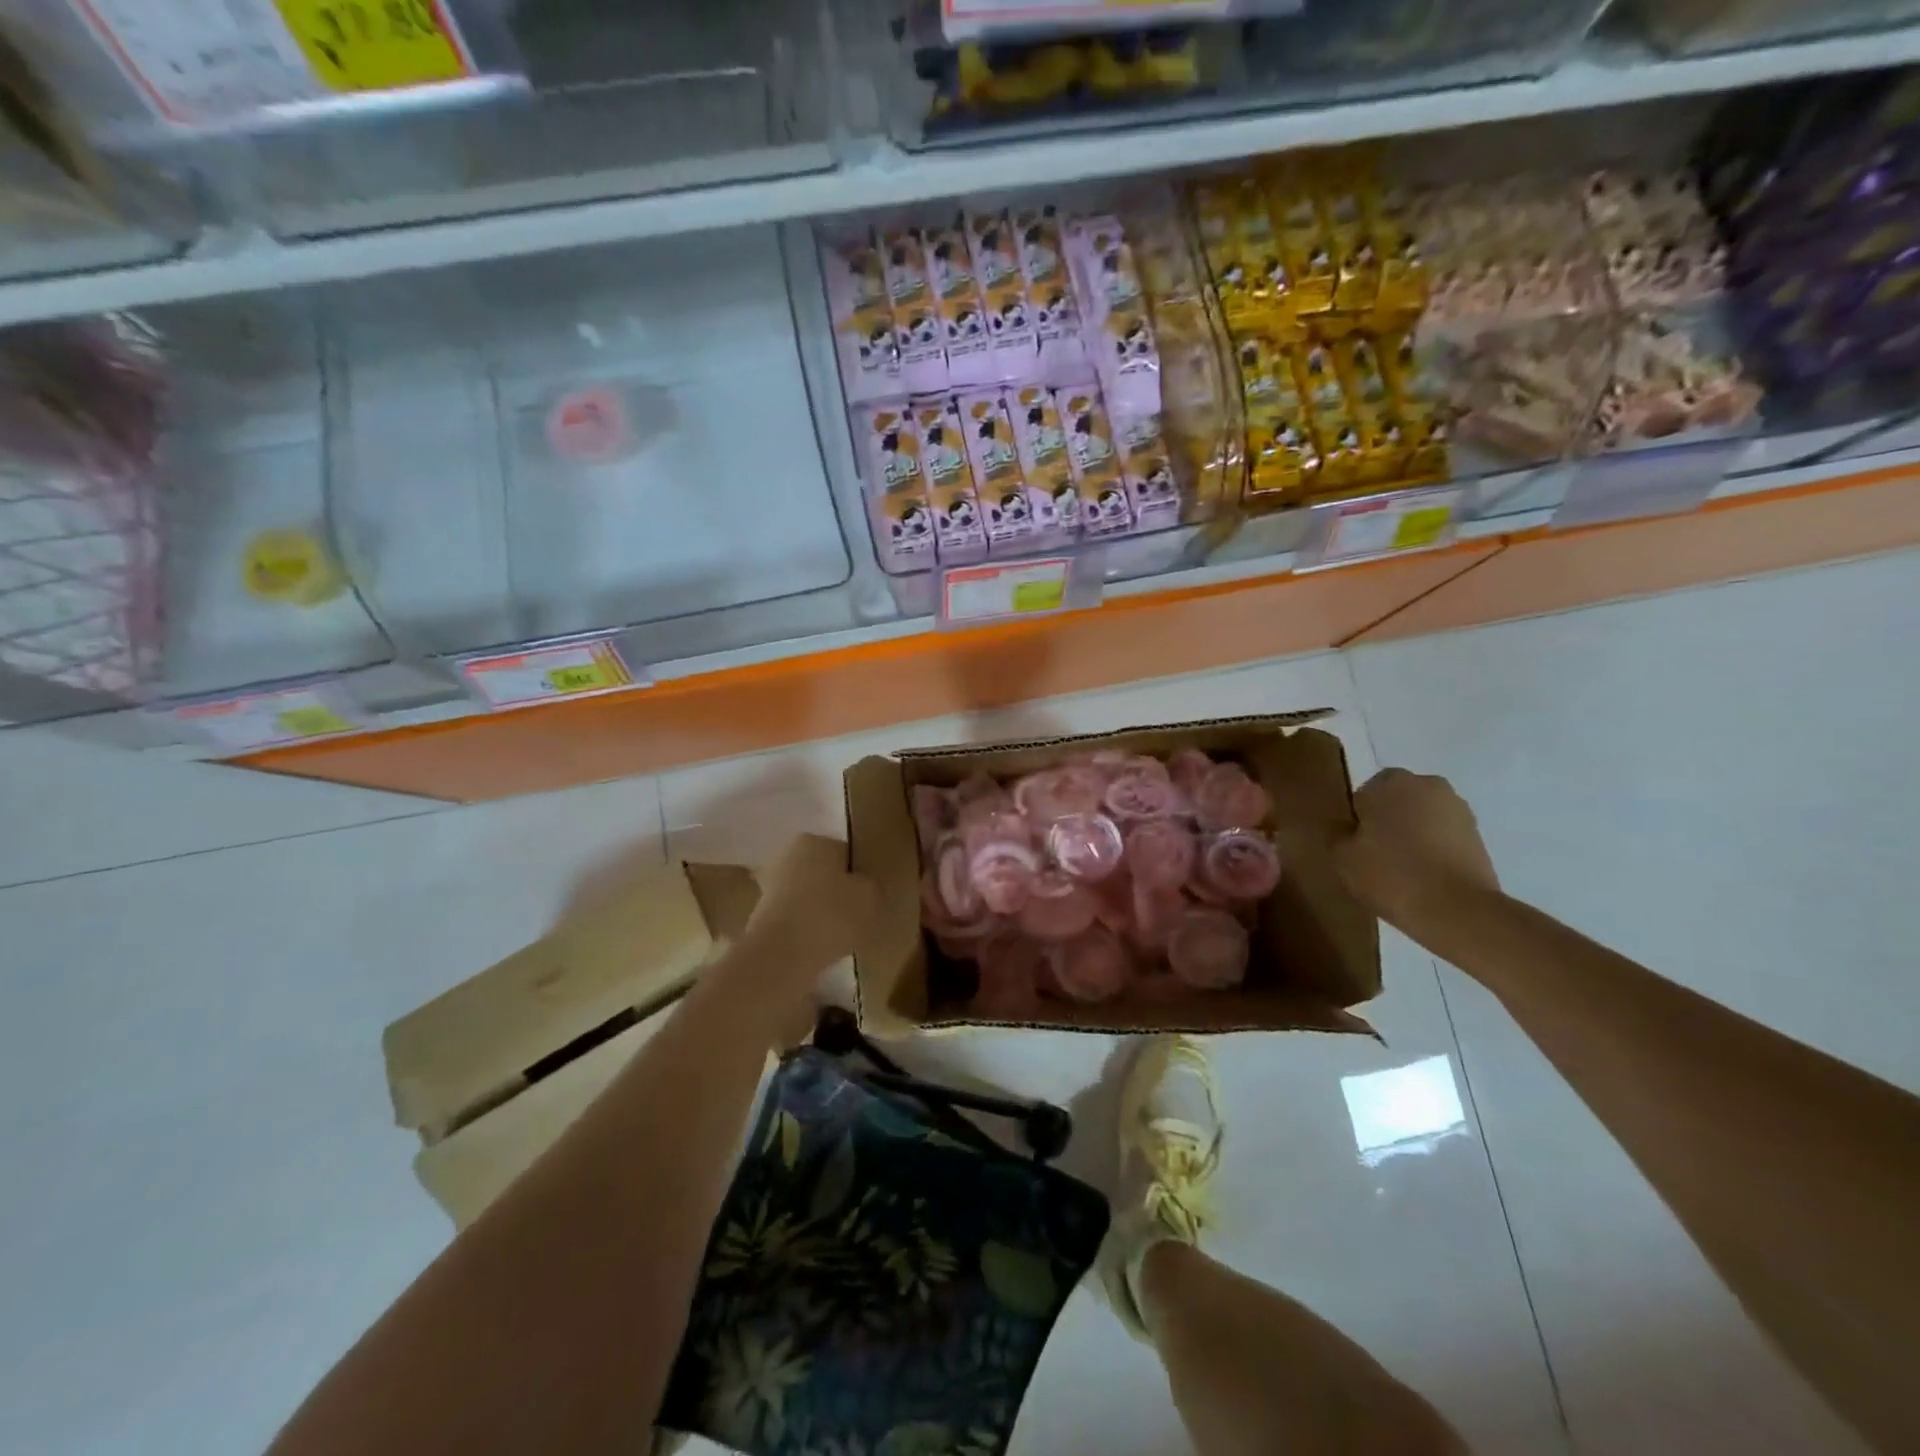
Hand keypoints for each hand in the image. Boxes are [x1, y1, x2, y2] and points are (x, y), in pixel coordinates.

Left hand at [744, 833, 878, 975]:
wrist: (781, 954)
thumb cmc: (830, 914)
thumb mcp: (870, 897)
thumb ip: (871, 888)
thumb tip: (865, 889)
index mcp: (814, 840)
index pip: (845, 852)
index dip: (859, 874)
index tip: (869, 896)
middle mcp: (787, 855)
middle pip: (822, 873)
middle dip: (835, 890)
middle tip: (856, 915)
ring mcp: (768, 885)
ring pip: (805, 896)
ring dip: (818, 911)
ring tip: (839, 936)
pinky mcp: (759, 916)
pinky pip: (793, 919)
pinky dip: (804, 930)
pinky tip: (818, 947)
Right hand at [1334, 769, 1499, 934]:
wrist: (1458, 911)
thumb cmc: (1391, 876)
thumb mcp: (1341, 857)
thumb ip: (1336, 833)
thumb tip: (1345, 827)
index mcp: (1390, 781)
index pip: (1362, 796)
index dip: (1357, 822)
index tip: (1357, 848)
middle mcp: (1427, 784)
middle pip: (1395, 803)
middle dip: (1386, 823)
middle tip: (1376, 858)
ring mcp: (1458, 809)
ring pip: (1421, 819)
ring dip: (1412, 836)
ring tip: (1404, 872)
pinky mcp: (1479, 835)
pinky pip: (1443, 836)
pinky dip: (1434, 850)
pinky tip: (1427, 878)